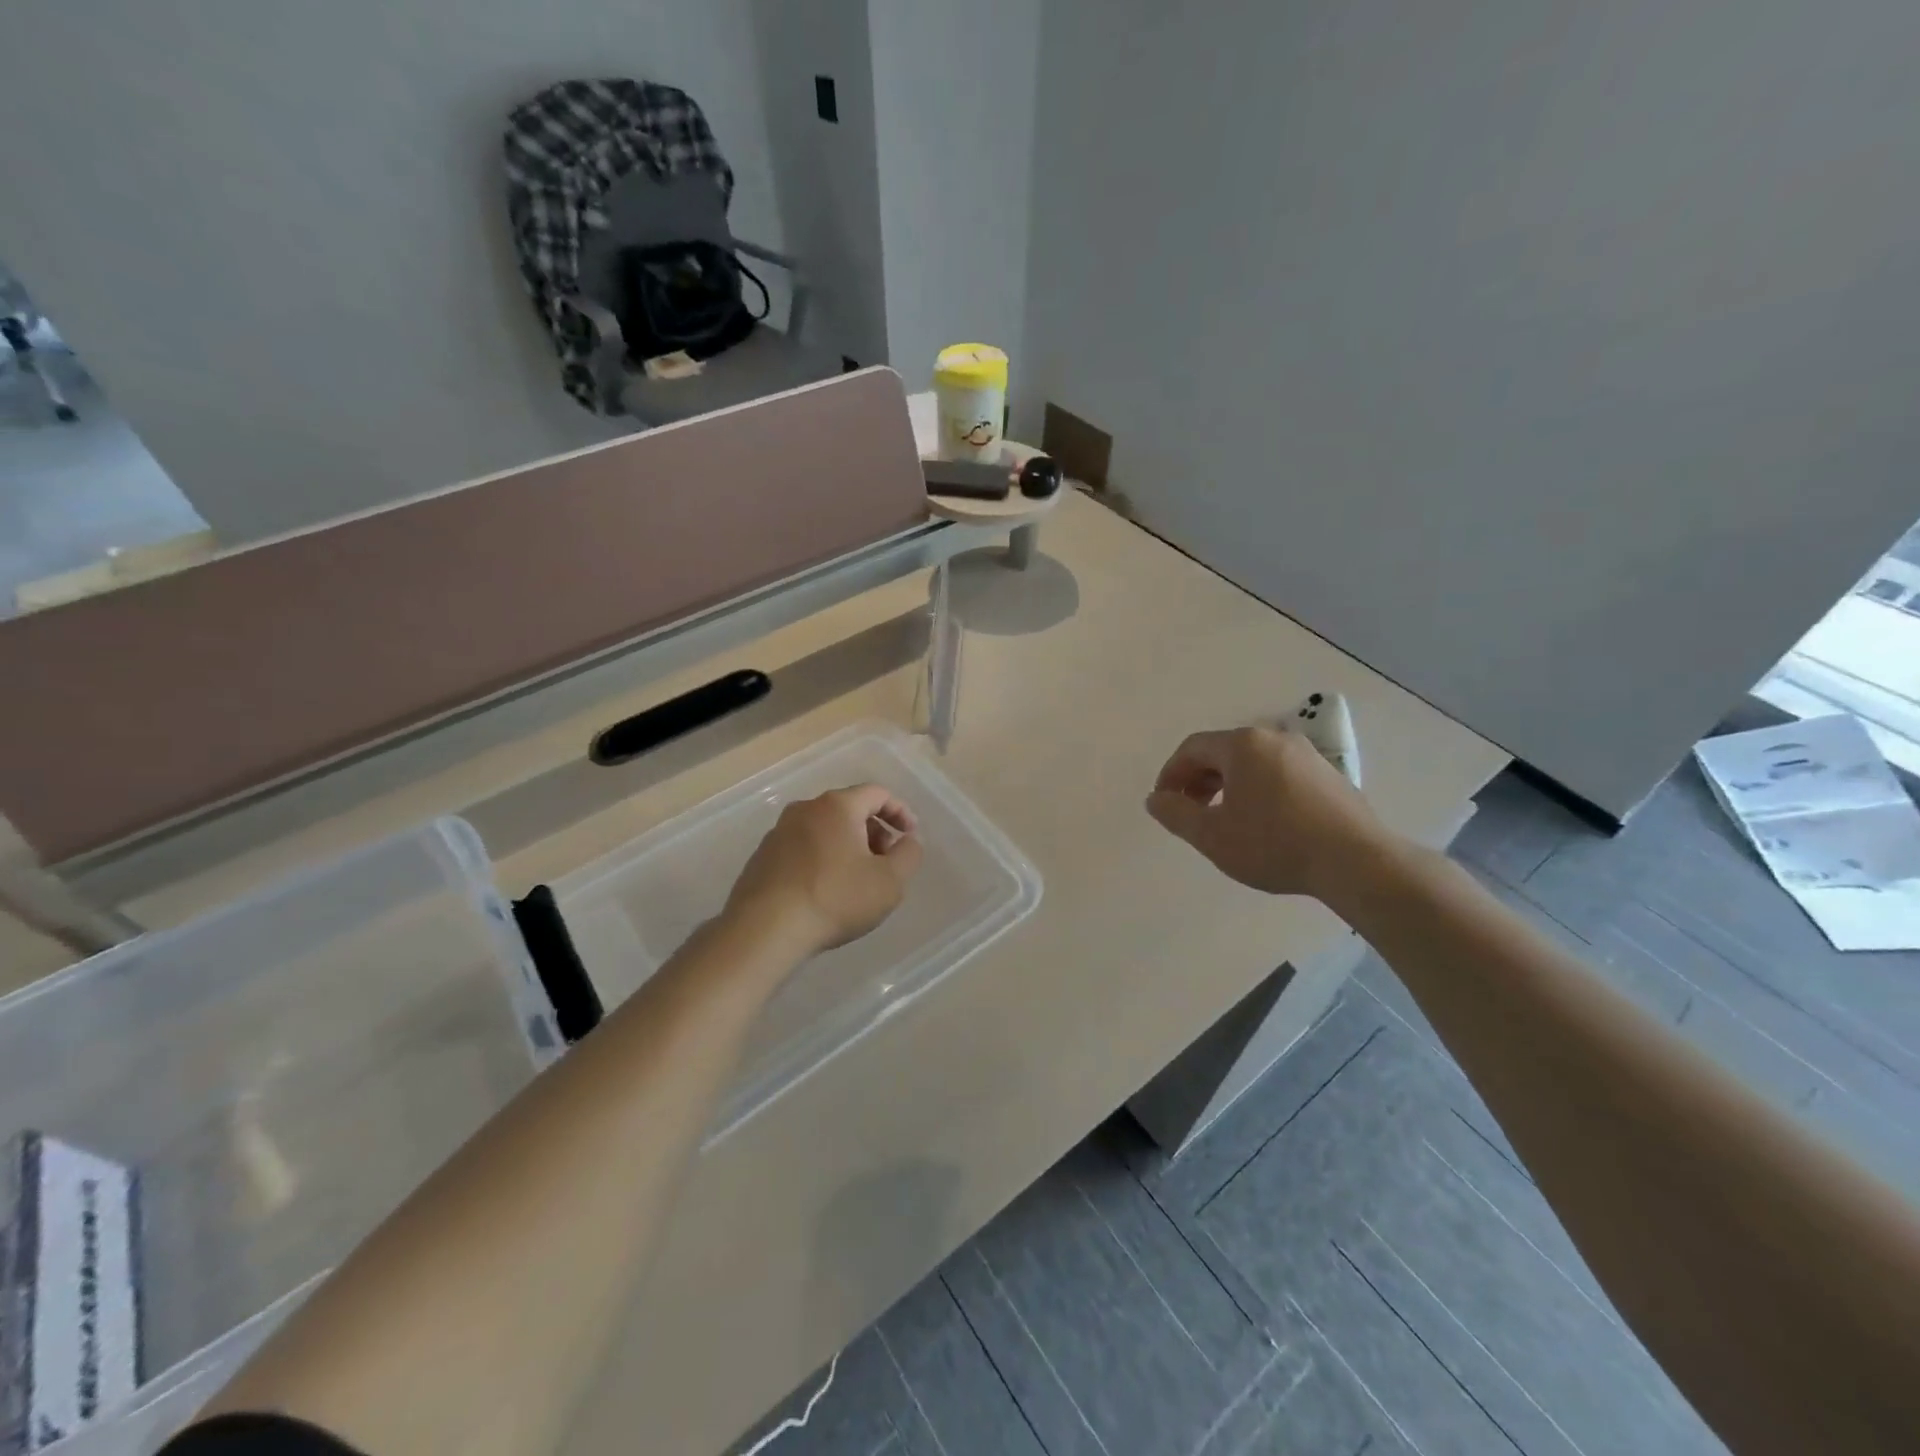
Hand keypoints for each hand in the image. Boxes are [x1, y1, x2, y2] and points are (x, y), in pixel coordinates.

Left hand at [725, 785, 924, 956]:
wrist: (765, 930)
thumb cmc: (835, 898)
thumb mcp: (889, 881)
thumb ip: (908, 855)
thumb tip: (907, 840)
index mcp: (837, 806)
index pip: (877, 793)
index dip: (900, 812)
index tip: (910, 836)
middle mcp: (805, 809)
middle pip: (849, 809)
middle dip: (874, 831)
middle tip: (886, 862)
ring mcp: (779, 832)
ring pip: (825, 829)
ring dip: (848, 847)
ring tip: (857, 881)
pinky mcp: (762, 857)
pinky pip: (803, 848)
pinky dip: (822, 860)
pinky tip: (826, 892)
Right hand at [1145, 725, 1393, 901]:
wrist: (1355, 861)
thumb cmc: (1274, 844)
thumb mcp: (1211, 835)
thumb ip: (1175, 813)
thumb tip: (1155, 798)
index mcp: (1242, 745)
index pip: (1192, 748)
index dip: (1171, 774)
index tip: (1164, 803)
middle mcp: (1274, 738)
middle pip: (1222, 752)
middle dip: (1198, 780)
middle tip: (1189, 812)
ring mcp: (1306, 755)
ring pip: (1252, 763)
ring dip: (1227, 786)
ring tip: (1223, 819)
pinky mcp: (1328, 775)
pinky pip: (1278, 774)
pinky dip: (1258, 790)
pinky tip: (1262, 822)